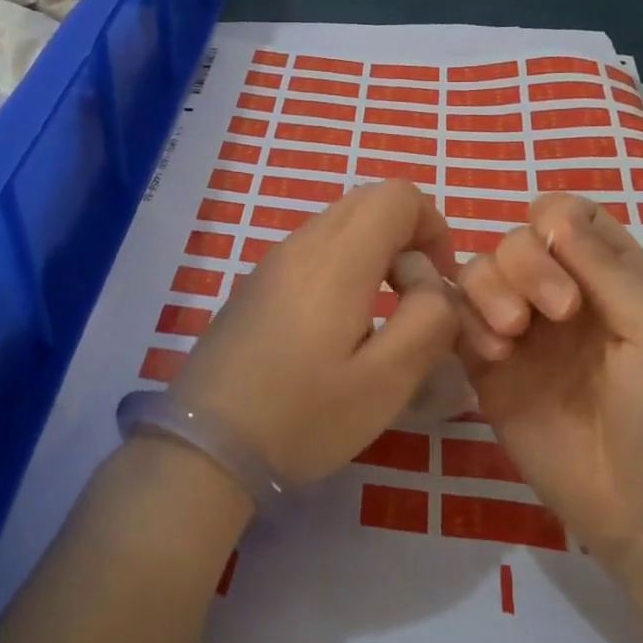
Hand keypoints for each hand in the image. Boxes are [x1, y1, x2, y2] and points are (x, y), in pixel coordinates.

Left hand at [170, 180, 460, 486]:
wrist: (205, 447)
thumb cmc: (301, 417)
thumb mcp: (385, 382)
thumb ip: (428, 321)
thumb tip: (432, 284)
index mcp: (336, 260)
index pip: (397, 196)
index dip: (434, 227)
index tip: (438, 282)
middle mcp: (301, 245)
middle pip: (369, 201)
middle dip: (408, 236)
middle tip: (415, 298)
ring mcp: (273, 262)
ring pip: (340, 224)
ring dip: (376, 252)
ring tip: (380, 318)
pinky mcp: (257, 284)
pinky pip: (314, 250)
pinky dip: (345, 266)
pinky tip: (339, 328)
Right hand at [455, 193, 642, 570]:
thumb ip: (606, 266)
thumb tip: (552, 213)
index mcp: (613, 277)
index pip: (567, 216)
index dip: (554, 220)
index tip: (561, 252)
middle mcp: (562, 295)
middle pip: (516, 238)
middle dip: (524, 262)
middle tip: (552, 315)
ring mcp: (523, 333)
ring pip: (479, 271)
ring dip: (489, 289)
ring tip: (510, 337)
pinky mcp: (489, 370)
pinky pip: (456, 320)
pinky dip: (465, 321)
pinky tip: (493, 354)